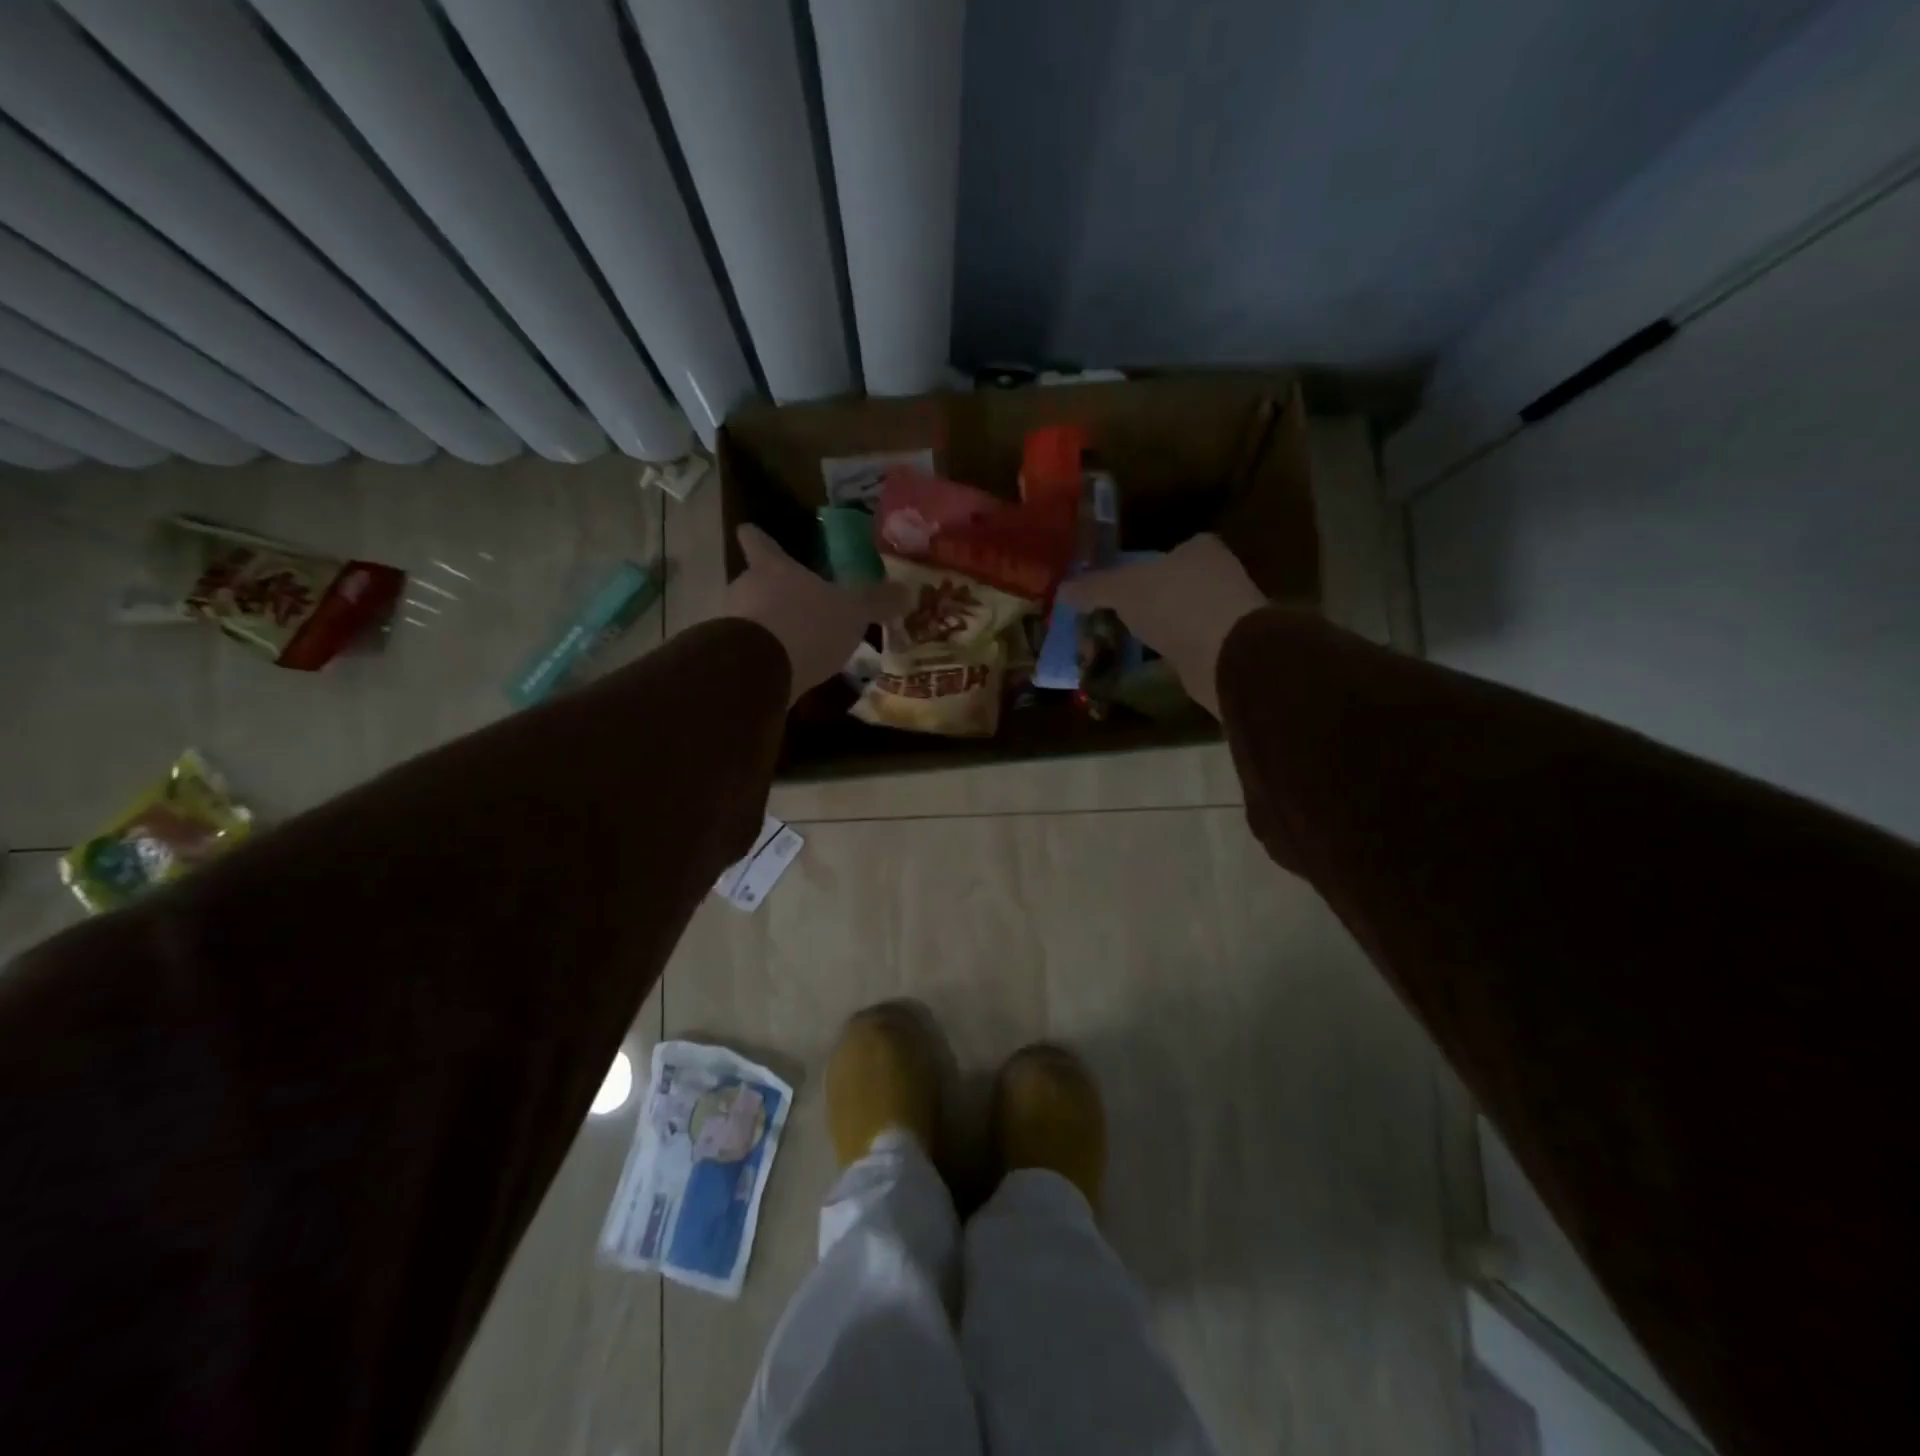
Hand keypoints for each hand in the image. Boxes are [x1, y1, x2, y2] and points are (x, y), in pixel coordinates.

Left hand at [724, 525, 907, 703]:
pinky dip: (765, 658)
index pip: (758, 542)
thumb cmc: (807, 625)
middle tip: (798, 606)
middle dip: (773, 593)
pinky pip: (750, 651)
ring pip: (750, 617)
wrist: (758, 670)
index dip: (758, 538)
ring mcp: (731, 623)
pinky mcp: (730, 658)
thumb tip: (906, 591)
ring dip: (769, 628)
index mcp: (774, 568)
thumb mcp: (852, 612)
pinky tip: (786, 673)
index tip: (750, 532)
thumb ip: (876, 601)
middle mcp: (746, 588)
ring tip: (796, 647)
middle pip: (755, 582)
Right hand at [1058, 534, 1265, 717]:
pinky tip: (1144, 665)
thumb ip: (1093, 587)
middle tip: (1108, 620)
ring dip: (1152, 631)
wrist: (1227, 656)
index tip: (1112, 590)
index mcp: (1199, 549)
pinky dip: (1165, 655)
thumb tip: (1061, 590)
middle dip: (1141, 604)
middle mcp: (1217, 575)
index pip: (1164, 552)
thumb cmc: (1176, 604)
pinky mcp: (1225, 649)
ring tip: (1119, 646)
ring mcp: (1224, 613)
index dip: (1136, 568)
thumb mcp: (1123, 589)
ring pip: (1176, 618)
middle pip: (1168, 586)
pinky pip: (1184, 647)